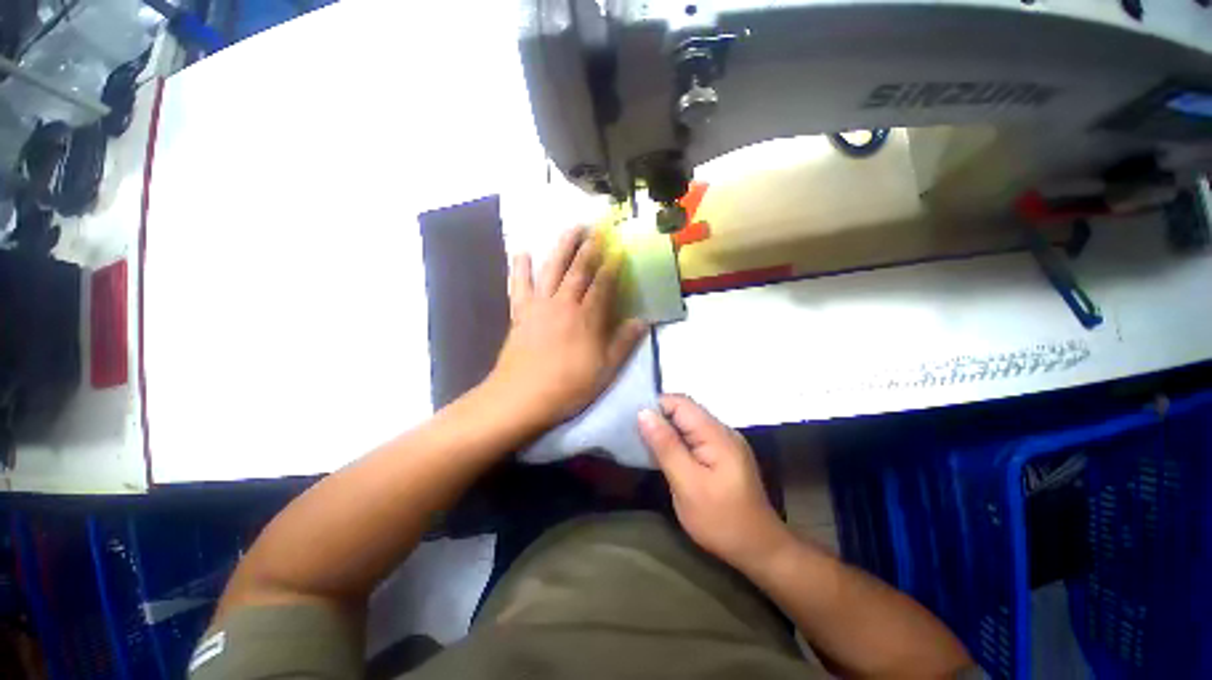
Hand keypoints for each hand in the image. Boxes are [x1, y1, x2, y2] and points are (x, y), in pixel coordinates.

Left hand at [487, 226, 647, 429]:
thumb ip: (624, 343)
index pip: (603, 284)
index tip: (619, 248)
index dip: (612, 265)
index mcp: (586, 318)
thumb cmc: (567, 386)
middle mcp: (563, 304)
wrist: (521, 398)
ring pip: (551, 269)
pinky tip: (521, 251)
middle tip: (597, 226)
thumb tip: (643, 321)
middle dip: (589, 247)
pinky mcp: (520, 313)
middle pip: (578, 270)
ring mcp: (539, 306)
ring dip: (562, 247)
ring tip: (570, 228)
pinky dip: (520, 267)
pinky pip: (519, 285)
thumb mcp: (605, 370)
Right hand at [638, 395, 791, 571]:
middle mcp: (722, 431)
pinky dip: (677, 441)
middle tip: (635, 435)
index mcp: (717, 434)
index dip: (656, 406)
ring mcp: (724, 443)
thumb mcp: (687, 484)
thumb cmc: (721, 520)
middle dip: (659, 418)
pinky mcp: (722, 455)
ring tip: (645, 444)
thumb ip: (666, 446)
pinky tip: (665, 455)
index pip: (681, 403)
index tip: (633, 421)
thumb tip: (644, 413)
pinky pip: (695, 437)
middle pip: (685, 411)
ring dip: (666, 431)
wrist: (759, 551)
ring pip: (688, 424)